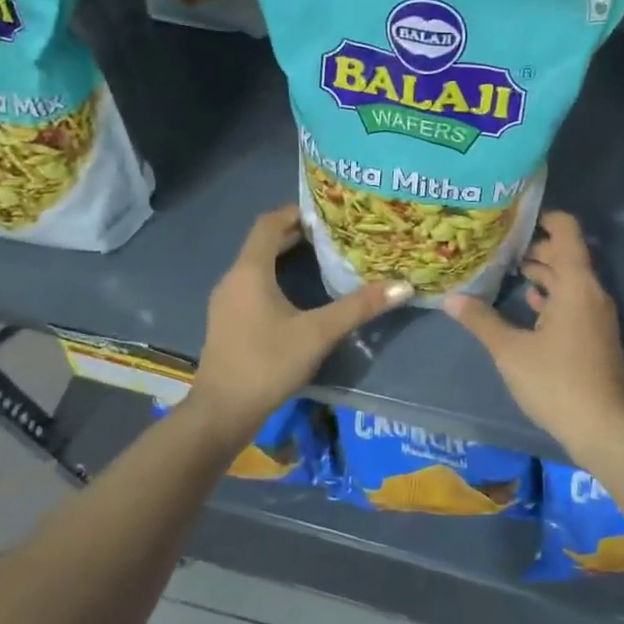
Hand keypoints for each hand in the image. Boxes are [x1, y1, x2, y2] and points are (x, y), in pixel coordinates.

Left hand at [190, 206, 411, 439]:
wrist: (221, 413)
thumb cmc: (267, 364)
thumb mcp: (318, 333)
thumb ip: (358, 307)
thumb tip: (403, 286)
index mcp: (250, 271)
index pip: (269, 223)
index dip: (296, 211)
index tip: (327, 211)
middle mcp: (233, 279)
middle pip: (263, 242)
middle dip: (296, 233)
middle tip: (333, 233)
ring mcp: (227, 302)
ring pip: (257, 265)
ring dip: (285, 256)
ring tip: (322, 257)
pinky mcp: (228, 321)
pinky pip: (252, 285)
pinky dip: (276, 277)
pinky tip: (299, 294)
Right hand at [443, 211, 623, 467]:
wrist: (606, 430)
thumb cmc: (557, 382)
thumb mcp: (510, 351)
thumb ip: (481, 321)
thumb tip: (450, 298)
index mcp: (576, 284)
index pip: (567, 232)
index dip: (545, 217)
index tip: (515, 216)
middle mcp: (591, 292)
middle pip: (567, 255)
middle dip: (535, 247)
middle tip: (500, 245)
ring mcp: (597, 316)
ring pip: (570, 280)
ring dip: (543, 273)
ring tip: (508, 270)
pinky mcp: (597, 336)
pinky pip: (574, 301)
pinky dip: (553, 296)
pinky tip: (530, 305)